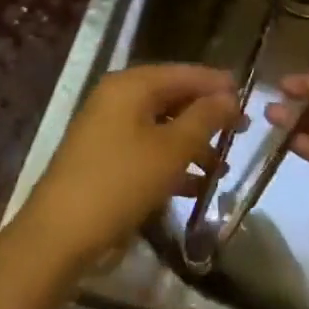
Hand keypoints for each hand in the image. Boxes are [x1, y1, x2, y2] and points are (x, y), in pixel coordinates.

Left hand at [17, 63, 238, 274]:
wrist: (59, 235)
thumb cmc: (120, 182)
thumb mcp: (172, 149)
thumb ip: (204, 118)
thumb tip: (229, 96)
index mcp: (131, 85)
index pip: (184, 73)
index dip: (217, 84)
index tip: (249, 99)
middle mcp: (118, 99)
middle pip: (172, 98)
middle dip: (207, 117)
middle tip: (241, 133)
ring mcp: (108, 129)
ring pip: (161, 127)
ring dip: (192, 145)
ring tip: (222, 168)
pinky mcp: (104, 159)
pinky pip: (146, 150)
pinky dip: (171, 163)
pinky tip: (196, 187)